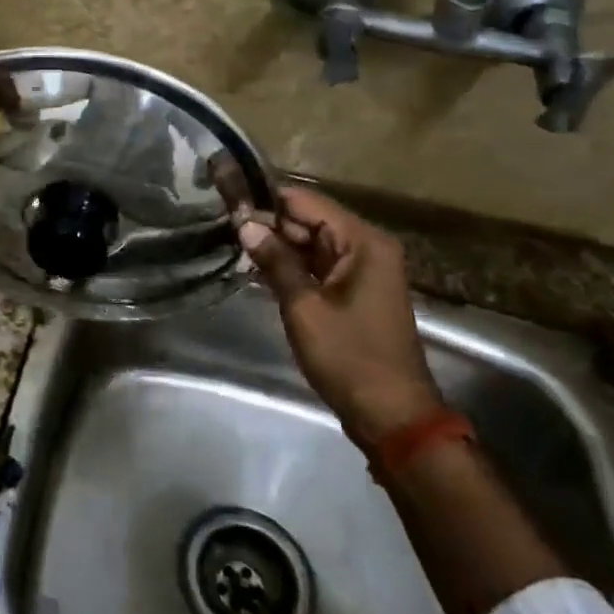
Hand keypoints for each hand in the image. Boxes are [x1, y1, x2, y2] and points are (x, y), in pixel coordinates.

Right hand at [236, 187, 441, 444]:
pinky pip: (316, 266)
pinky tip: (255, 267)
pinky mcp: (353, 291)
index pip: (306, 202)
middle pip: (308, 221)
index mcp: (362, 242)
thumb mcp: (305, 307)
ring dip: (275, 246)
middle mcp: (365, 247)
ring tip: (230, 241)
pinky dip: (289, 266)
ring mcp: (361, 270)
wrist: (391, 414)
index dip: (267, 200)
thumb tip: (245, 224)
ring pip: (310, 244)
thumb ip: (275, 261)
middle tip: (222, 224)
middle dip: (268, 223)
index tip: (228, 199)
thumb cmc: (349, 357)